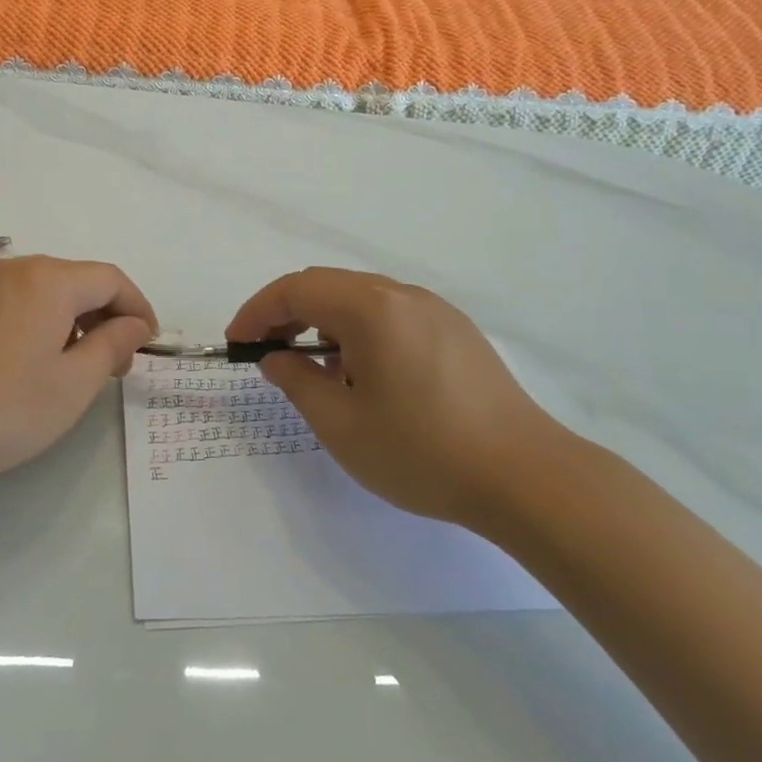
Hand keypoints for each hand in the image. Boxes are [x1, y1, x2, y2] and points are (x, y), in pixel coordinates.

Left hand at [0, 255, 156, 488]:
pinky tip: (19, 364)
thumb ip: (112, 346)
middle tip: (112, 364)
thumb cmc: (0, 410)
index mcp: (48, 280)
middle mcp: (10, 269)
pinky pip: (4, 302)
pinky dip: (29, 323)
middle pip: (73, 280)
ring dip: (66, 320)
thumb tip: (134, 325)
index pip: (110, 279)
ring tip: (68, 366)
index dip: (138, 307)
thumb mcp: (72, 386)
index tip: (147, 344)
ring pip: (37, 291)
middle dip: (103, 316)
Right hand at [227, 268, 571, 532]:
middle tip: (267, 352)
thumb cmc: (421, 452)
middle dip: (287, 313)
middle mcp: (403, 295)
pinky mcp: (457, 331)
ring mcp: (436, 310)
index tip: (236, 343)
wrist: (525, 476)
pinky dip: (360, 330)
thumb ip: (298, 381)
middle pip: (328, 285)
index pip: (296, 289)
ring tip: (315, 368)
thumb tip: (277, 357)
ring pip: (361, 298)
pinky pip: (392, 314)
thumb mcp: (341, 424)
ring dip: (325, 321)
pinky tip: (364, 373)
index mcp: (371, 308)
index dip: (257, 311)